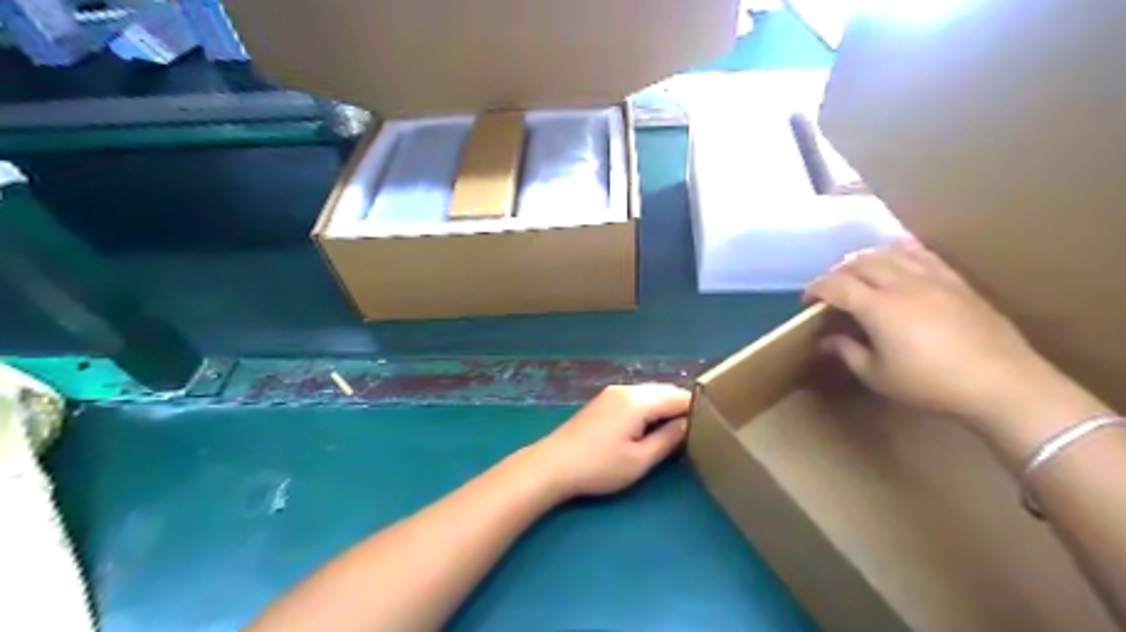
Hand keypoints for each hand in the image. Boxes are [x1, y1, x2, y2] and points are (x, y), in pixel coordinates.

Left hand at [526, 382, 686, 501]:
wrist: (554, 464)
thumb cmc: (599, 466)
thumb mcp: (639, 460)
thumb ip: (668, 439)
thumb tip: (688, 425)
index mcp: (638, 400)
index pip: (678, 397)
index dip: (697, 409)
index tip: (713, 424)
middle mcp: (627, 389)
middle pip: (664, 391)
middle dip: (682, 407)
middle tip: (699, 429)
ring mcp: (613, 393)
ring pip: (650, 393)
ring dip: (665, 407)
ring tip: (679, 429)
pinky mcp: (604, 401)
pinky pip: (636, 397)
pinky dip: (650, 407)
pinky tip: (653, 425)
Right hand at [800, 240, 1080, 434]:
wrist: (1001, 384)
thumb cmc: (930, 385)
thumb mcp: (877, 376)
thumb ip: (847, 353)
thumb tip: (827, 340)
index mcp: (879, 308)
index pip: (836, 285)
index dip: (816, 289)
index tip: (807, 300)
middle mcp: (902, 285)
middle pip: (861, 262)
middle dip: (838, 271)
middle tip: (831, 288)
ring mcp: (933, 279)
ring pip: (891, 253)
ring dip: (867, 258)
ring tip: (859, 271)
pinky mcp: (956, 282)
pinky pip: (924, 255)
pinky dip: (902, 252)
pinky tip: (898, 257)